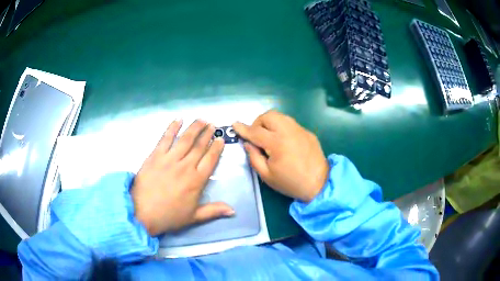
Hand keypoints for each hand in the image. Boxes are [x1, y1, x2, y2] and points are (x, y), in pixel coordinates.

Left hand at [132, 119, 233, 235]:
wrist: (142, 212)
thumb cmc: (169, 216)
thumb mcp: (193, 217)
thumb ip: (213, 211)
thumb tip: (233, 210)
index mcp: (196, 181)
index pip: (210, 160)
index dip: (216, 148)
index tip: (220, 140)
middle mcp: (185, 166)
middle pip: (199, 146)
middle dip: (207, 134)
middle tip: (213, 125)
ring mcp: (169, 159)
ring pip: (185, 139)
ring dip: (194, 128)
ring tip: (201, 120)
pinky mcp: (155, 155)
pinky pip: (165, 138)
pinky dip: (172, 127)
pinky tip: (178, 119)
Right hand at [232, 111, 328, 202]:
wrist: (319, 184)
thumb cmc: (290, 183)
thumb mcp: (267, 175)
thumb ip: (254, 157)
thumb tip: (247, 143)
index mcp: (277, 143)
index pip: (255, 131)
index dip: (243, 128)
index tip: (234, 125)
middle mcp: (289, 131)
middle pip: (269, 116)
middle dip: (258, 122)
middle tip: (256, 135)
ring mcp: (300, 130)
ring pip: (281, 116)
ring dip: (270, 122)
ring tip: (269, 136)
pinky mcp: (308, 132)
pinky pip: (290, 124)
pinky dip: (282, 127)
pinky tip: (284, 141)